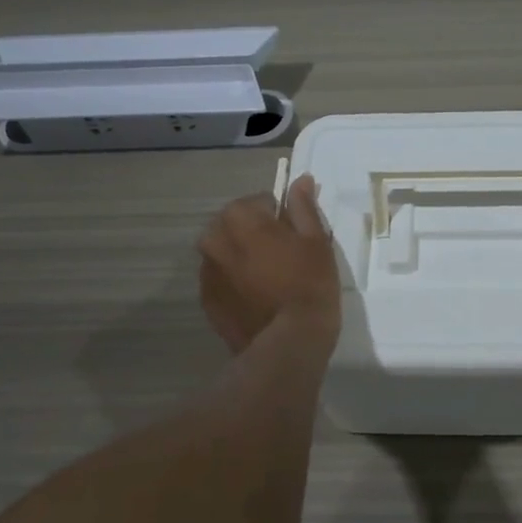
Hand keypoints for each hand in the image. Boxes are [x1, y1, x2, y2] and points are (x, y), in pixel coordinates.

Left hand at [198, 175, 341, 352]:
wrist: (288, 343)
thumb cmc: (308, 284)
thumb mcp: (316, 240)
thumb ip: (303, 207)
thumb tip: (300, 180)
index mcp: (239, 217)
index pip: (261, 201)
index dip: (281, 218)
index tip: (295, 238)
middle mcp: (213, 238)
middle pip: (238, 225)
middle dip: (256, 234)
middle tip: (285, 259)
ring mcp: (205, 271)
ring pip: (227, 252)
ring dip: (244, 258)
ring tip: (272, 282)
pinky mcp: (205, 300)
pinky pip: (222, 279)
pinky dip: (236, 282)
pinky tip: (259, 299)